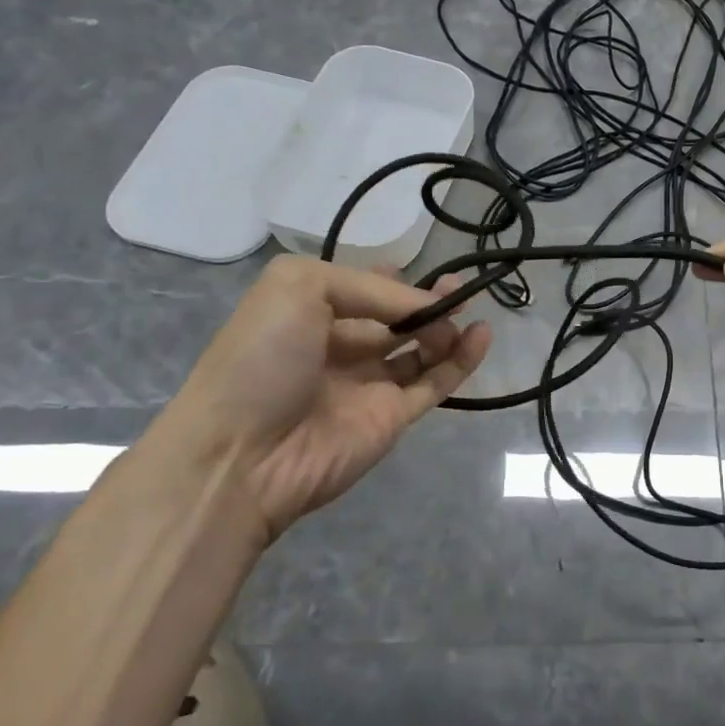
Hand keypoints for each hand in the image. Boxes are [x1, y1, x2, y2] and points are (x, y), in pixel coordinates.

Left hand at [158, 256, 490, 542]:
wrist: (241, 456)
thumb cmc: (262, 359)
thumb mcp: (299, 288)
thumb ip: (369, 288)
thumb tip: (423, 307)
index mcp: (309, 315)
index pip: (360, 291)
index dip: (391, 280)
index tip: (418, 269)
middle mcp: (341, 347)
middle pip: (396, 319)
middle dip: (426, 301)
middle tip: (456, 289)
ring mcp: (369, 385)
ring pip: (421, 350)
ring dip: (447, 326)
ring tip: (467, 307)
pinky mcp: (394, 418)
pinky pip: (435, 382)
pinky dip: (463, 360)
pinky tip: (482, 334)